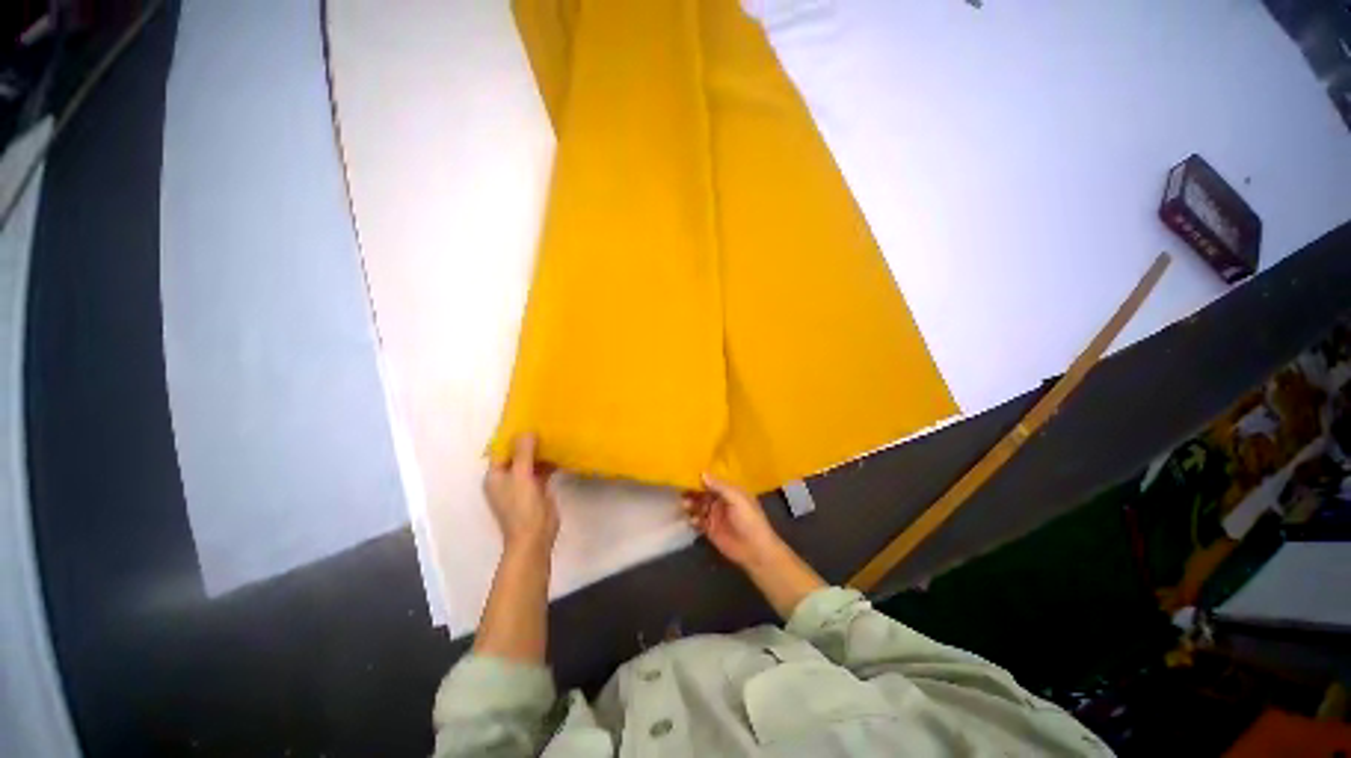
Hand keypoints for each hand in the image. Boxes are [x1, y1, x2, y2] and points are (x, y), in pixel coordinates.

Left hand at [484, 434, 558, 555]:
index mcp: (494, 475)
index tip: (527, 419)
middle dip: (527, 442)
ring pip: (528, 463)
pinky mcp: (535, 492)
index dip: (513, 435)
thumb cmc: (522, 508)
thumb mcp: (521, 476)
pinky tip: (559, 453)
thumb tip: (527, 430)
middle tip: (543, 423)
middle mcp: (505, 479)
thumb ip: (523, 453)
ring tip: (552, 434)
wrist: (534, 539)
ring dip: (538, 452)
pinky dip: (547, 464)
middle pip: (515, 455)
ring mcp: (520, 486)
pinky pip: (539, 473)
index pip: (502, 449)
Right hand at [682, 473, 784, 567]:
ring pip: (698, 507)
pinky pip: (697, 522)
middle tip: (681, 491)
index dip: (701, 479)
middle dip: (693, 492)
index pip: (713, 482)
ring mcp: (715, 517)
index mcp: (731, 492)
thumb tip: (703, 473)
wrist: (754, 549)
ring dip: (691, 505)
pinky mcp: (710, 530)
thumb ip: (720, 487)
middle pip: (703, 494)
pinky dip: (693, 519)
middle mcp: (722, 502)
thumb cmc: (749, 520)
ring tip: (685, 505)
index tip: (686, 475)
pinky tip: (692, 520)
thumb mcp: (737, 499)